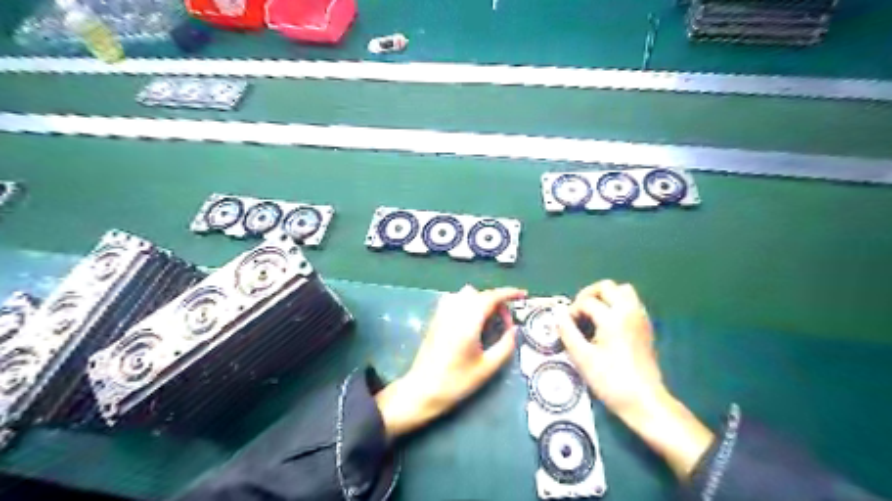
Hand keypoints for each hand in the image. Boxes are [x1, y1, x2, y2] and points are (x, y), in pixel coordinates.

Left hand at [374, 285, 522, 440]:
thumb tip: (514, 329)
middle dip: (497, 302)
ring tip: (489, 321)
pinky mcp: (435, 318)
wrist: (422, 389)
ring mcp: (442, 312)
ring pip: (466, 294)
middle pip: (480, 294)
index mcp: (469, 320)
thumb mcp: (487, 367)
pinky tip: (471, 321)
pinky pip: (454, 300)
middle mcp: (455, 310)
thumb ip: (505, 345)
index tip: (523, 295)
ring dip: (481, 300)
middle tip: (506, 322)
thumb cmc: (457, 381)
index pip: (492, 297)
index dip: (509, 293)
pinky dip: (468, 303)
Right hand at [555, 280, 665, 417]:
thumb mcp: (583, 358)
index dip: (572, 311)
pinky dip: (617, 305)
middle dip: (589, 295)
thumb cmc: (611, 381)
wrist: (645, 401)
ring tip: (593, 314)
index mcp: (613, 317)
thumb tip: (558, 315)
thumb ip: (567, 332)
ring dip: (605, 297)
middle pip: (607, 287)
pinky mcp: (646, 327)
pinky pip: (631, 303)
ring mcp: (641, 318)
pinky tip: (607, 324)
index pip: (586, 302)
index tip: (566, 327)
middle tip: (578, 312)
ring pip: (623, 291)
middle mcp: (629, 311)